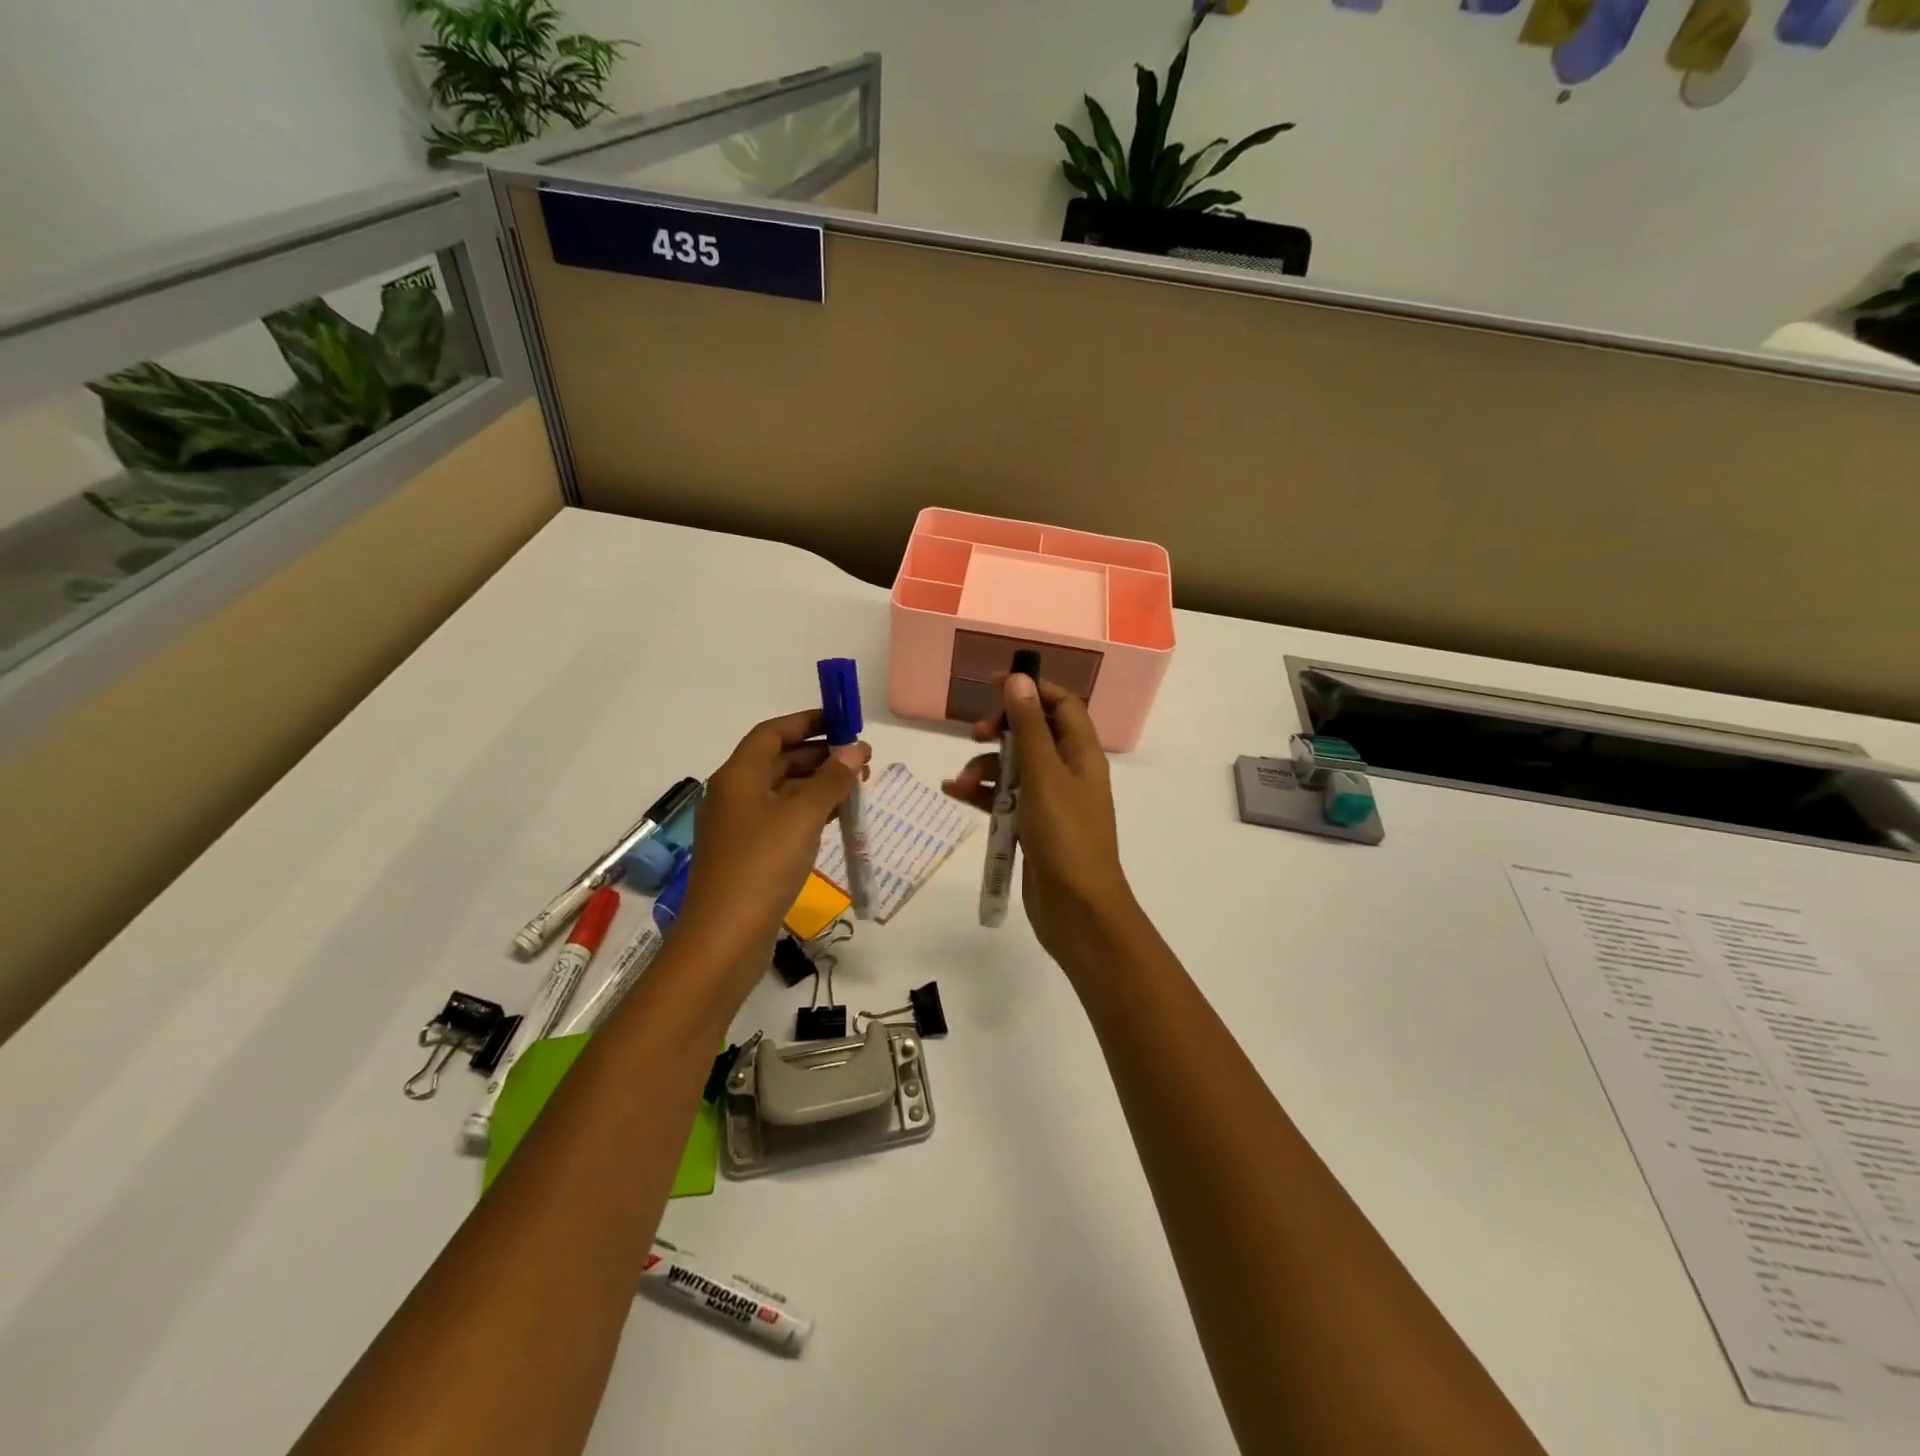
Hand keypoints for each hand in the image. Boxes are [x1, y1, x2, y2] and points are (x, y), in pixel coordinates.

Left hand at [677, 710, 869, 973]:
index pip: (772, 733)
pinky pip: (782, 819)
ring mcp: (740, 827)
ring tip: (857, 789)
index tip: (843, 723)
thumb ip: (832, 780)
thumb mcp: (803, 817)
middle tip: (861, 762)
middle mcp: (734, 794)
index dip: (807, 722)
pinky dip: (809, 813)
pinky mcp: (748, 854)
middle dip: (820, 756)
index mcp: (738, 776)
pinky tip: (837, 820)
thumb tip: (857, 749)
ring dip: (818, 786)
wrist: (724, 939)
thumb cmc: (762, 866)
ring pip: (783, 792)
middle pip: (779, 761)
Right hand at [943, 673, 1136, 968]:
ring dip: (985, 767)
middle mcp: (1068, 773)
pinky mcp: (1032, 828)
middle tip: (976, 734)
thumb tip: (1019, 680)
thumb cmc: (1066, 839)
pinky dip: (982, 794)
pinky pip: (1005, 799)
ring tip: (960, 783)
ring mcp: (1050, 802)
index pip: (1061, 705)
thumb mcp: (1044, 777)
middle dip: (1002, 730)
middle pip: (1034, 734)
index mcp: (1082, 755)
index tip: (993, 685)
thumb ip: (1030, 728)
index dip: (1031, 689)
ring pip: (1014, 768)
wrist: (1077, 912)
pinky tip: (956, 795)